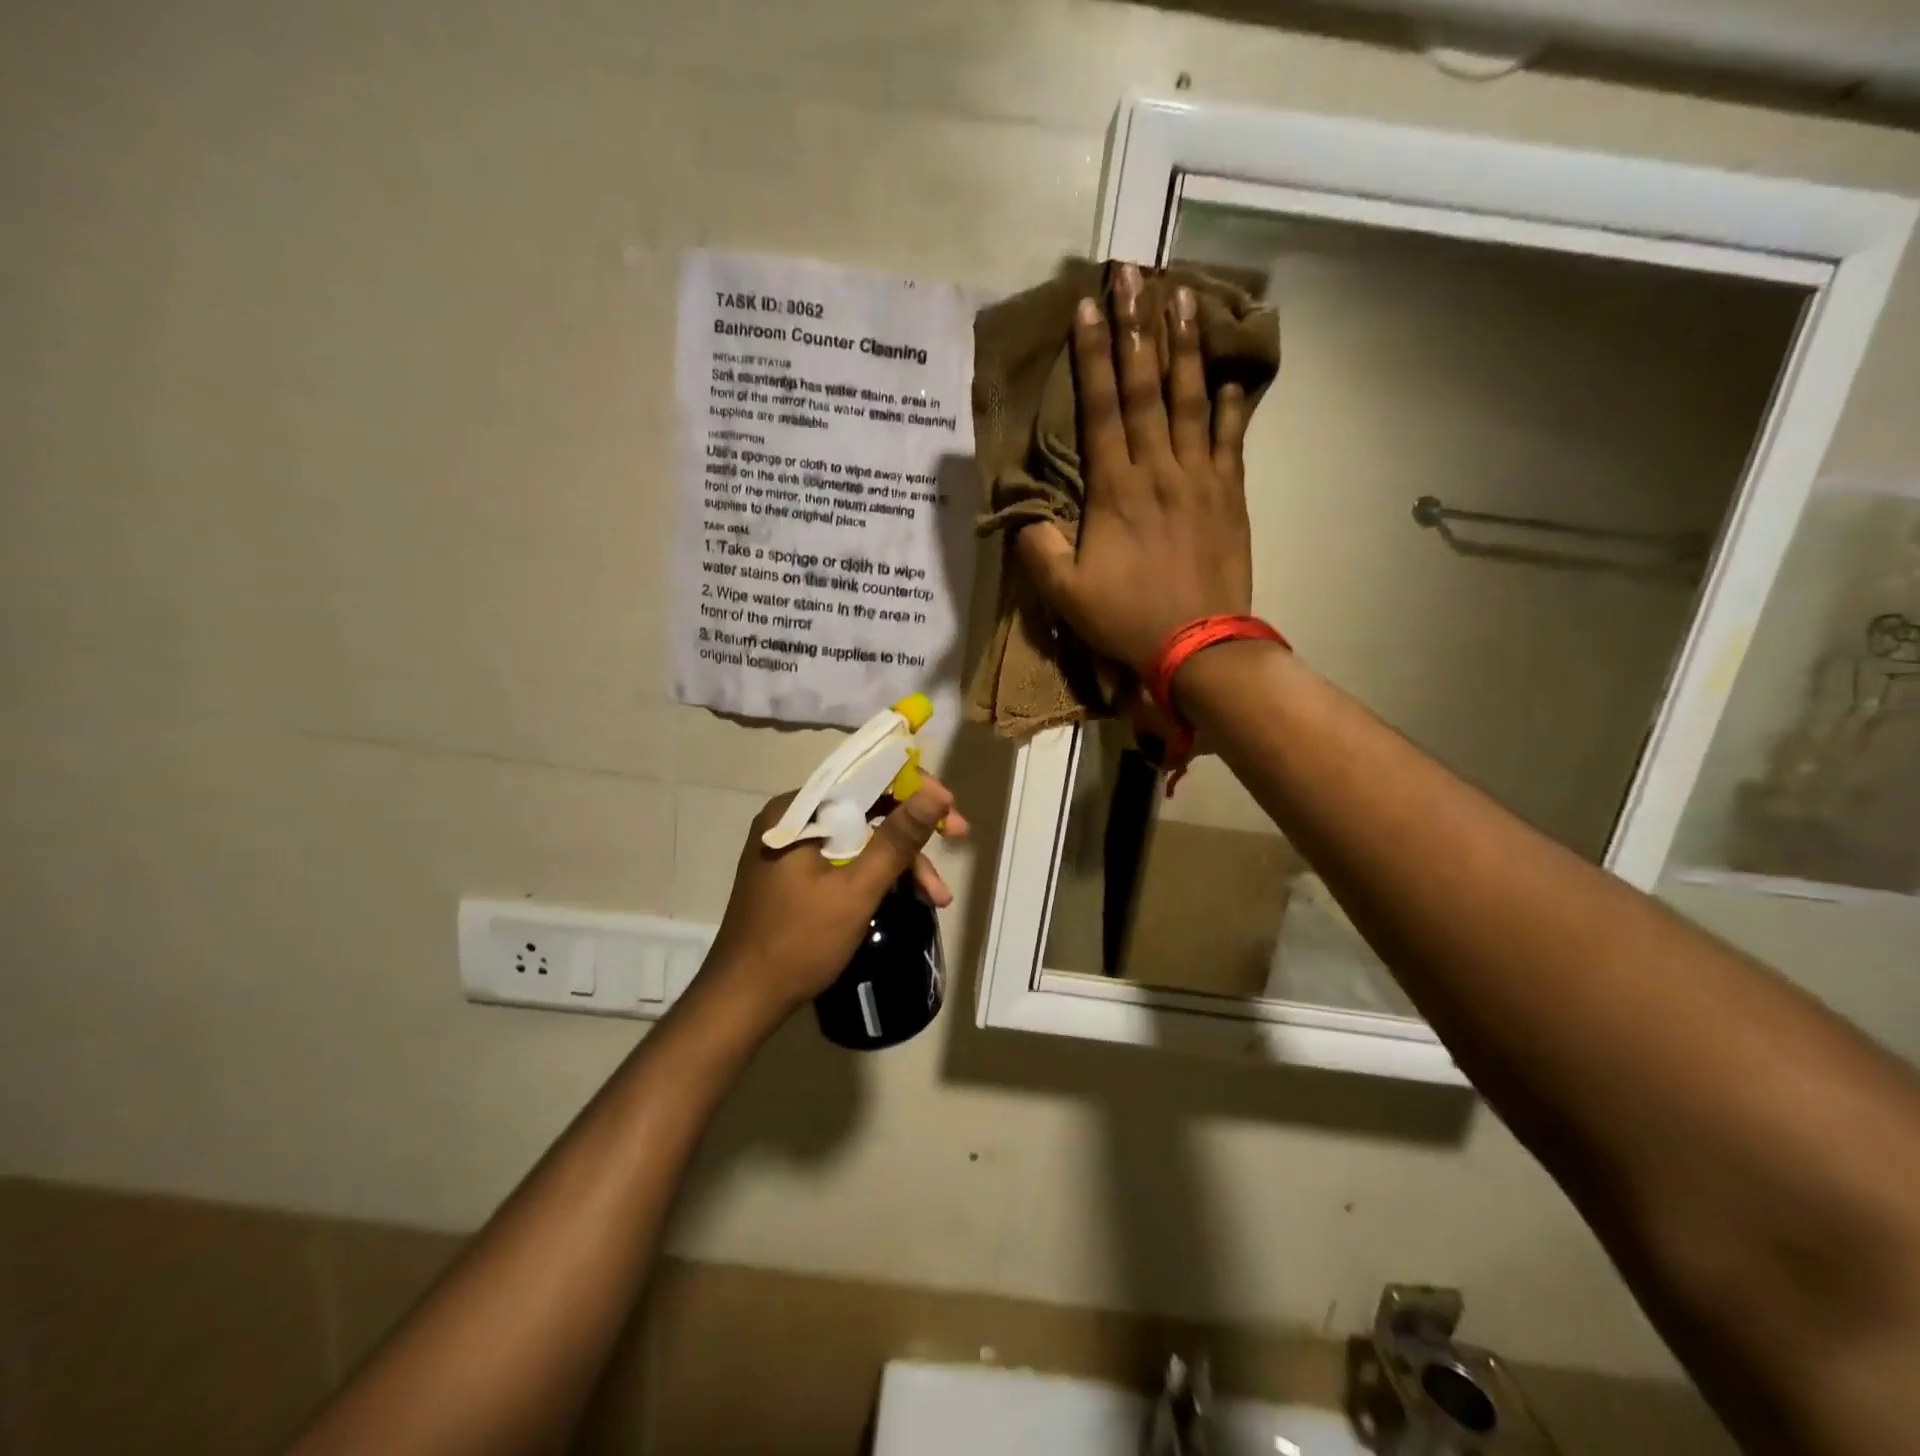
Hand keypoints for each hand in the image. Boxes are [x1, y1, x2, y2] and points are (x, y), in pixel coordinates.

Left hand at [705, 778, 967, 1016]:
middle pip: (865, 808)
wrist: (741, 1000)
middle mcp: (791, 818)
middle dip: (912, 831)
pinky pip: (844, 858)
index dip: (913, 788)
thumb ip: (897, 839)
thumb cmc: (798, 942)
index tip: (950, 807)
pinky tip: (905, 896)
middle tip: (957, 840)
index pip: (864, 778)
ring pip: (859, 837)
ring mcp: (791, 847)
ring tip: (937, 897)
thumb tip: (935, 793)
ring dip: (899, 862)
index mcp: (797, 811)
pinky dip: (875, 875)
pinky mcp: (793, 874)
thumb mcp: (856, 890)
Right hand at [1017, 263, 1253, 673]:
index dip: (1094, 356)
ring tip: (1185, 296)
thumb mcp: (1064, 594)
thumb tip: (1021, 513)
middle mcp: (1158, 471)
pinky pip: (1231, 440)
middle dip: (1138, 329)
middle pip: (1147, 388)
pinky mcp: (1230, 496)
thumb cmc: (1127, 618)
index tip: (1088, 306)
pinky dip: (1232, 405)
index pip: (1101, 410)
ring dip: (1187, 347)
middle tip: (1134, 274)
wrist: (1199, 645)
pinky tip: (1231, 376)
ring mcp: (1200, 479)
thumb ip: (1038, 548)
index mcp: (1115, 491)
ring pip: (1191, 401)